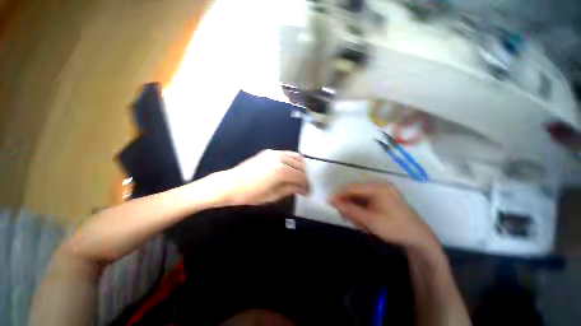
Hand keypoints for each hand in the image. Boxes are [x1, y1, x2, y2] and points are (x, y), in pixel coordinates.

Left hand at [218, 150, 309, 205]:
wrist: (230, 184)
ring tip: (299, 177)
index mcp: (281, 171)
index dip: (306, 185)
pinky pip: (287, 154)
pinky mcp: (269, 152)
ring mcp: (275, 153)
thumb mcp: (273, 196)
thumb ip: (290, 189)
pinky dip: (293, 160)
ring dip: (301, 167)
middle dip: (305, 176)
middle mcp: (280, 158)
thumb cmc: (251, 194)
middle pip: (301, 166)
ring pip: (296, 157)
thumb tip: (302, 188)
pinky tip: (291, 168)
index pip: (301, 177)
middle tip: (304, 186)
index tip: (308, 192)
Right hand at [330, 183, 439, 251]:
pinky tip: (364, 221)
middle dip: (348, 205)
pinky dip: (362, 210)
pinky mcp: (383, 197)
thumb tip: (332, 200)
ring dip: (355, 209)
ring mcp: (382, 191)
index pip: (352, 187)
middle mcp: (379, 185)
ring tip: (359, 223)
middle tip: (346, 218)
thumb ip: (349, 209)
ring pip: (359, 197)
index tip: (330, 203)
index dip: (339, 194)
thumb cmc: (394, 228)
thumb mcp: (369, 220)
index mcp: (377, 187)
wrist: (419, 238)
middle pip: (355, 192)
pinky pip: (366, 201)